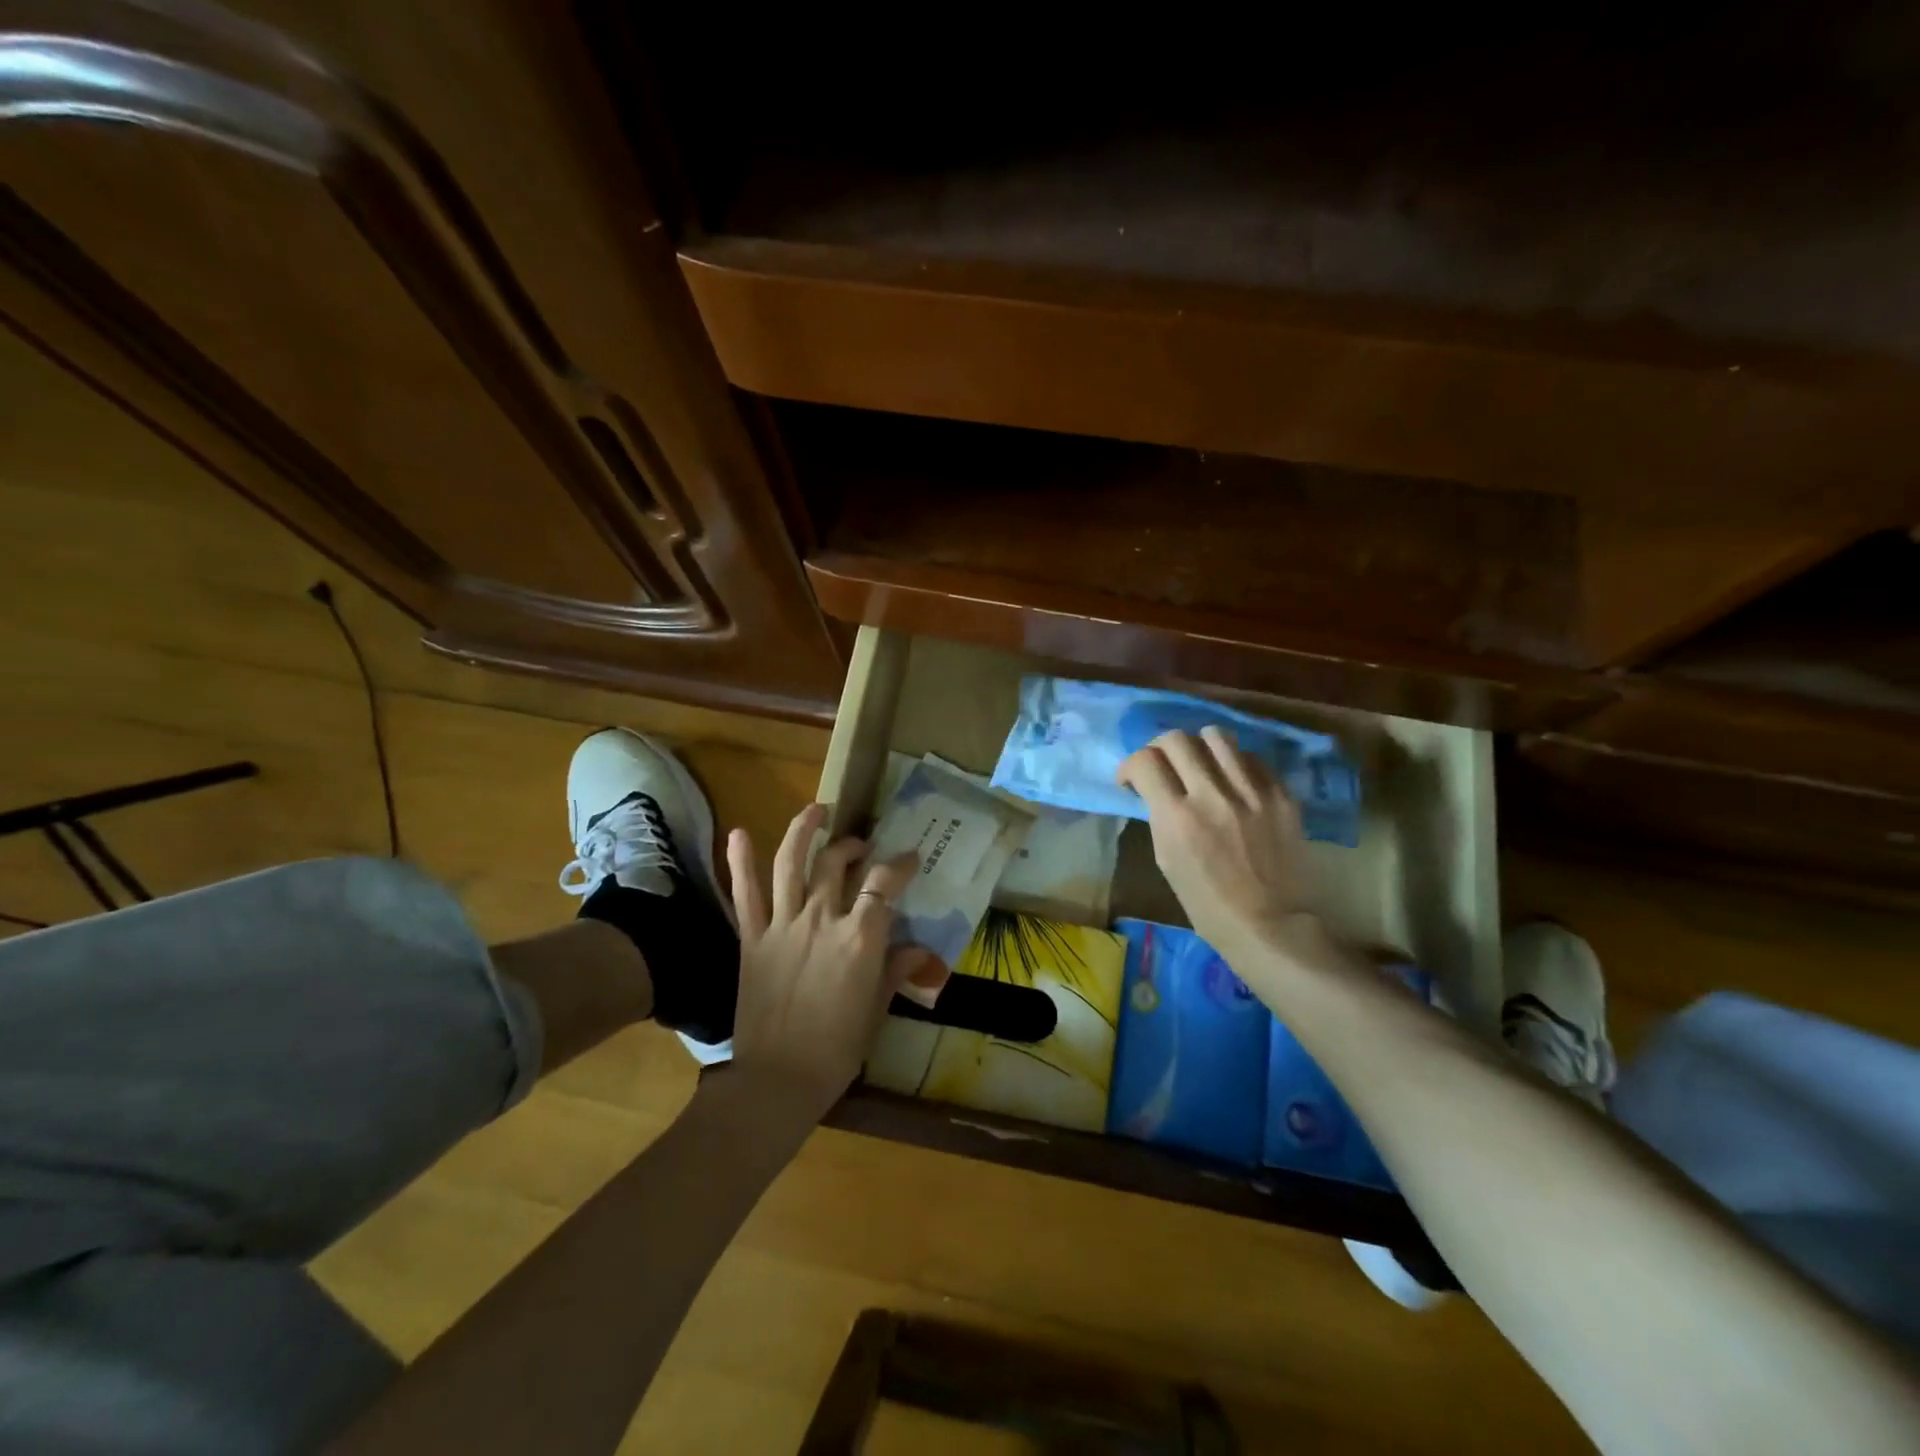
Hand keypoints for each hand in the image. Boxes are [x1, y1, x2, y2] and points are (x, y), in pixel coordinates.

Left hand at [724, 803, 930, 1122]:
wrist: (776, 1080)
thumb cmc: (836, 1049)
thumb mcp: (876, 1009)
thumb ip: (895, 970)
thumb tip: (918, 950)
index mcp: (859, 938)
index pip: (883, 884)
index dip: (899, 865)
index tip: (908, 859)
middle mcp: (821, 919)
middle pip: (838, 864)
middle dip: (853, 846)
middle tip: (861, 847)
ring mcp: (782, 924)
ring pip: (791, 863)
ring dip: (803, 830)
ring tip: (815, 810)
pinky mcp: (751, 937)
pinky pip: (745, 893)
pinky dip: (741, 861)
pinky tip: (739, 833)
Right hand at [1117, 727, 1315, 966]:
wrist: (1270, 925)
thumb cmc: (1207, 904)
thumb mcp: (1167, 860)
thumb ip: (1160, 816)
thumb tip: (1155, 789)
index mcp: (1177, 818)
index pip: (1144, 761)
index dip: (1130, 765)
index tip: (1131, 780)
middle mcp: (1213, 795)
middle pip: (1176, 739)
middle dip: (1159, 749)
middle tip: (1162, 767)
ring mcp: (1252, 792)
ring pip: (1216, 736)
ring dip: (1199, 746)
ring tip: (1200, 765)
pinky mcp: (1281, 795)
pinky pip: (1251, 758)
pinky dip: (1234, 764)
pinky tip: (1233, 782)